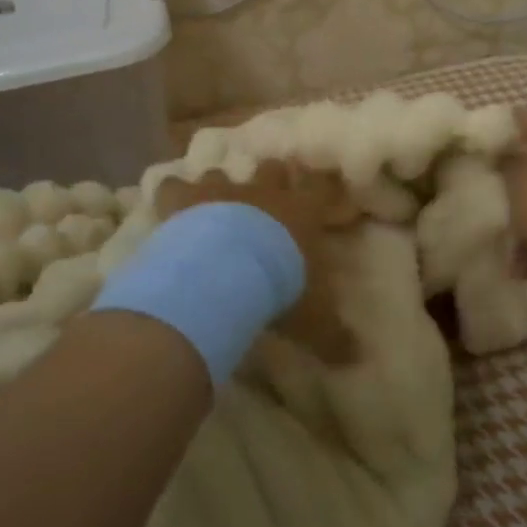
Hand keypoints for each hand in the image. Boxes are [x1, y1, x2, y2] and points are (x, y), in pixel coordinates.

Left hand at [153, 160, 357, 362]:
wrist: (225, 273)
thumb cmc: (279, 288)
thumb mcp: (314, 319)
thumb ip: (334, 335)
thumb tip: (357, 358)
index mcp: (303, 212)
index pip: (321, 187)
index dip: (322, 184)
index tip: (322, 184)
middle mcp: (264, 193)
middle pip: (272, 169)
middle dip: (271, 177)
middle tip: (267, 192)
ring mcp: (222, 192)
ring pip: (222, 173)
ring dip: (219, 186)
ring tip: (213, 203)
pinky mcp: (185, 200)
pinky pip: (173, 187)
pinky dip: (171, 195)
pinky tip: (169, 207)